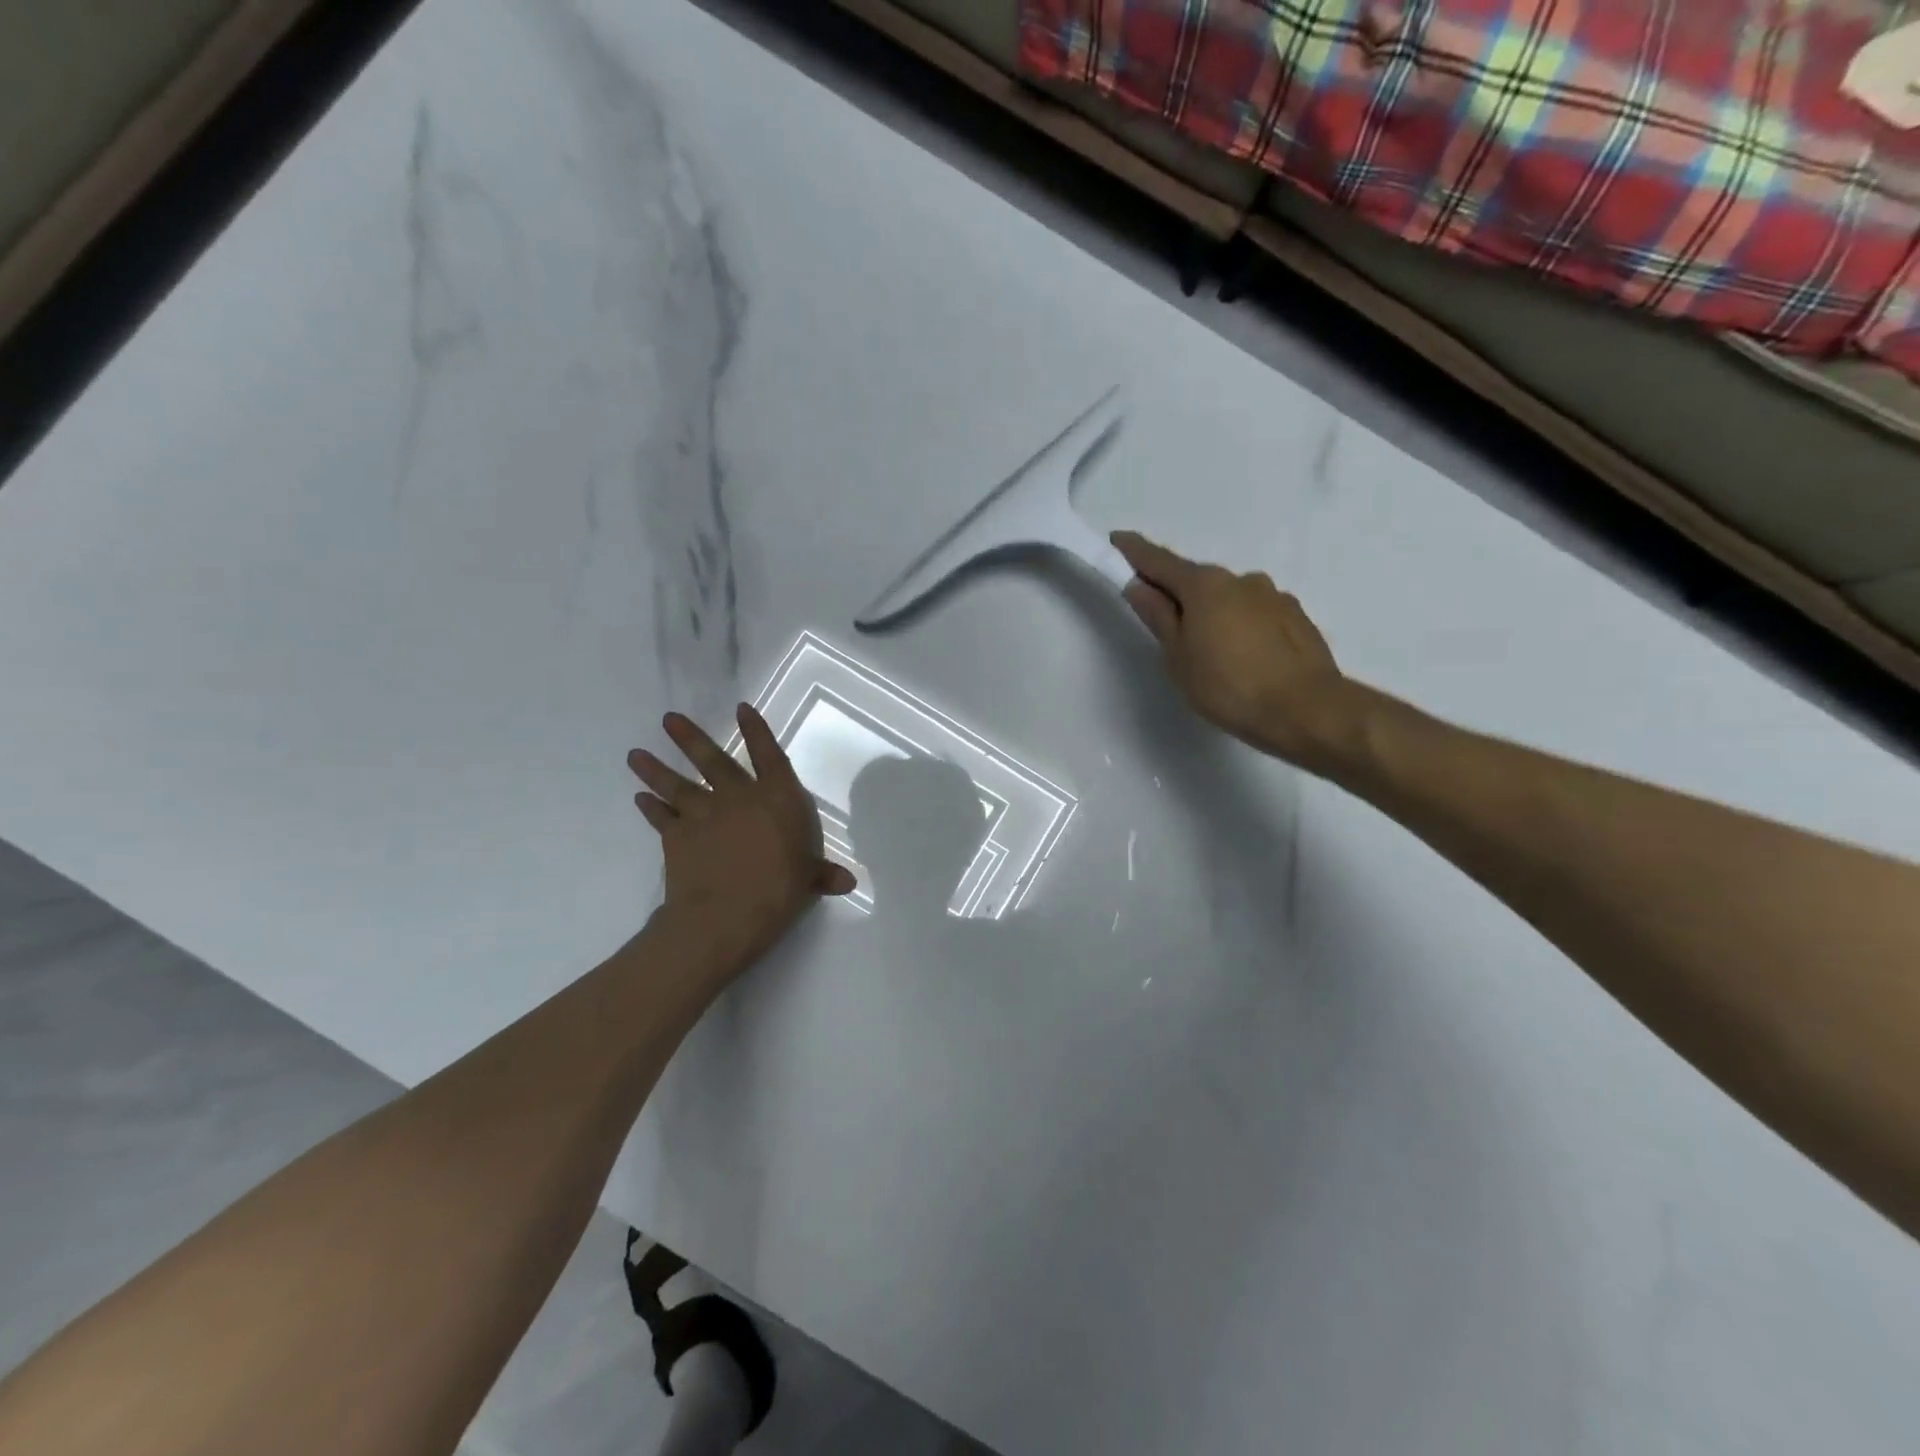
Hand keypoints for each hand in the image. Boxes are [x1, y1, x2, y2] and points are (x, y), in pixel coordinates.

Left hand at [628, 706, 855, 969]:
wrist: (724, 914)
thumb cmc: (777, 891)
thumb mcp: (807, 881)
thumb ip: (822, 874)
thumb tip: (847, 881)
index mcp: (777, 799)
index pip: (768, 755)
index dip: (756, 730)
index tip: (741, 708)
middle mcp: (738, 797)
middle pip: (713, 760)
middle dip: (690, 738)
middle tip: (668, 719)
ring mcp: (702, 813)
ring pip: (677, 784)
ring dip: (655, 768)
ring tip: (635, 753)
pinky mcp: (675, 836)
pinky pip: (660, 817)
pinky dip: (650, 807)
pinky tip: (640, 798)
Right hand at [1112, 530, 1355, 766]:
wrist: (1306, 710)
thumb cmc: (1228, 686)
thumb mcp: (1178, 657)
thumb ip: (1158, 617)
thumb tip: (1139, 586)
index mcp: (1205, 585)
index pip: (1160, 561)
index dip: (1135, 552)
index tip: (1117, 540)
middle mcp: (1241, 579)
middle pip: (1197, 580)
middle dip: (1177, 593)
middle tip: (1164, 624)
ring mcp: (1273, 595)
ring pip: (1229, 598)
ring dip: (1212, 613)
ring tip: (1210, 653)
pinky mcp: (1296, 616)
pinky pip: (1255, 614)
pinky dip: (1240, 626)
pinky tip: (1243, 657)